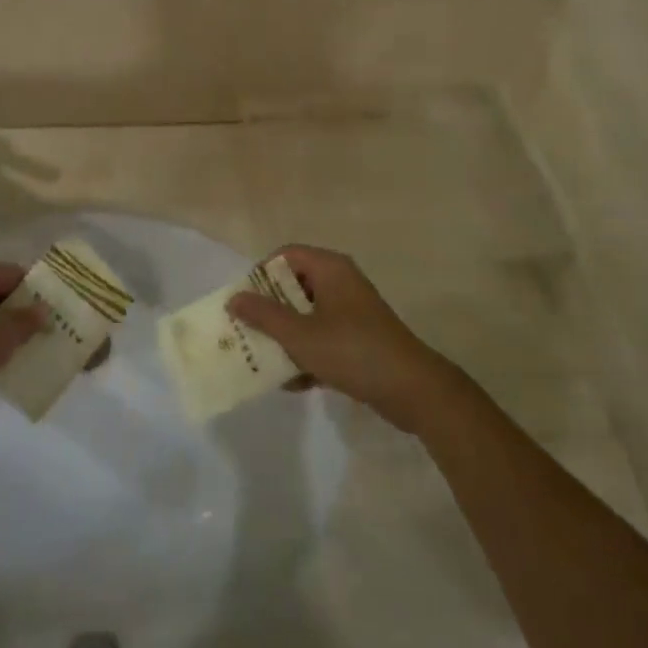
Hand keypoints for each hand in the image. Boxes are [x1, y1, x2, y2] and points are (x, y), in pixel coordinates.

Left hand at [0, 263, 42, 423]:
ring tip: (33, 353)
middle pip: (5, 294)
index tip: (62, 313)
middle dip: (27, 314)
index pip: (20, 274)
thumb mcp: (0, 335)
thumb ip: (26, 321)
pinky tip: (3, 366)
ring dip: (9, 333)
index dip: (41, 292)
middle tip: (52, 335)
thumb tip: (45, 309)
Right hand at [227, 246, 457, 432]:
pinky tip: (292, 382)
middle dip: (269, 311)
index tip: (244, 302)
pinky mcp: (359, 339)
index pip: (285, 256)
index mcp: (330, 269)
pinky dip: (307, 354)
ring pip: (306, 315)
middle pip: (294, 286)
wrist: (414, 391)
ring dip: (285, 336)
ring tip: (263, 360)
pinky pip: (323, 338)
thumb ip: (264, 316)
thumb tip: (234, 298)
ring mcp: (352, 312)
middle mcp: (341, 283)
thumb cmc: (353, 351)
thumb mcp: (301, 335)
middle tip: (246, 331)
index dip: (260, 275)